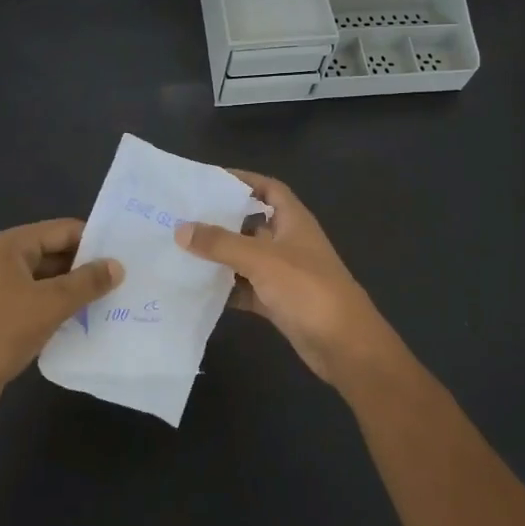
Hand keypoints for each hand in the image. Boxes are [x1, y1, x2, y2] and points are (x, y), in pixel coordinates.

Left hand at [0, 219, 123, 422]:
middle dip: (89, 268)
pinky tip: (88, 324)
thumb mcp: (48, 305)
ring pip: (50, 282)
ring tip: (117, 302)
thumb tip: (117, 265)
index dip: (96, 241)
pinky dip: (62, 311)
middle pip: (57, 254)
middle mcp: (5, 261)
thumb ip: (86, 282)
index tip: (130, 255)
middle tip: (129, 281)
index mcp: (11, 246)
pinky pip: (40, 305)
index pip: (64, 230)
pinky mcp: (2, 318)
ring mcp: (1, 290)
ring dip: (77, 292)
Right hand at [174, 171, 391, 385]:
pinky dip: (226, 288)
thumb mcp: (262, 260)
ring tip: (180, 249)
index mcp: (293, 221)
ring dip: (220, 255)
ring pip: (246, 257)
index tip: (208, 180)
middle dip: (221, 219)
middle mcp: (289, 242)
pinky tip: (197, 288)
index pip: (269, 188)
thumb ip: (221, 243)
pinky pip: (246, 288)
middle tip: (182, 216)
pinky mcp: (278, 301)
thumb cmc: (308, 289)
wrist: (344, 345)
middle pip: (251, 223)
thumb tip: (181, 229)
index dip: (243, 180)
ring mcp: (284, 273)